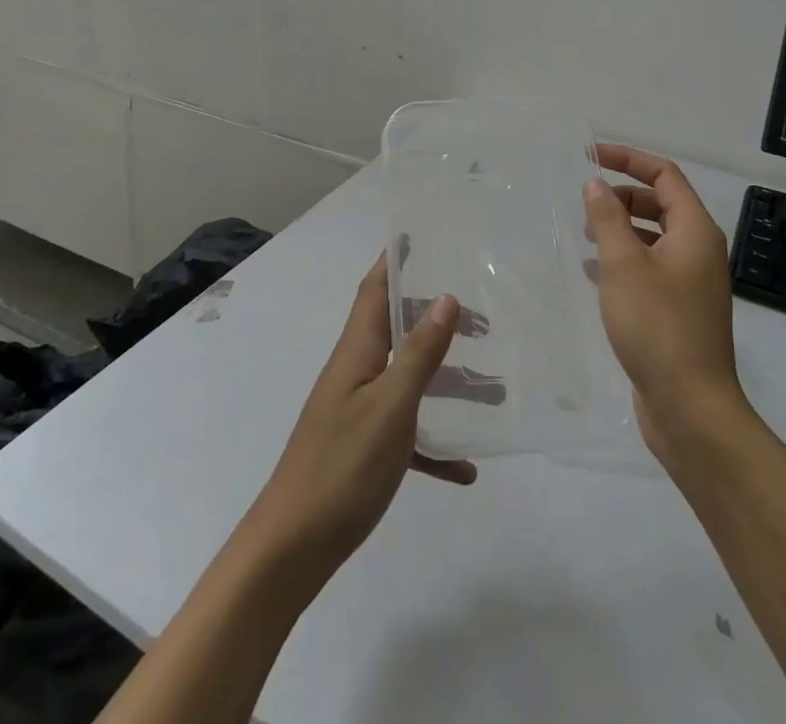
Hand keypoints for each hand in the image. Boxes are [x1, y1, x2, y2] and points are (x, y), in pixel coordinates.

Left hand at [242, 255, 474, 588]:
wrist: (293, 548)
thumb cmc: (342, 465)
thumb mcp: (390, 405)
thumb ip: (419, 353)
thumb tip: (446, 297)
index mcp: (357, 350)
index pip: (375, 289)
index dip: (395, 261)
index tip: (422, 237)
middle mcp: (356, 371)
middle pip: (398, 330)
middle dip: (435, 318)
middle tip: (482, 318)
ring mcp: (358, 411)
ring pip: (408, 381)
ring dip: (446, 380)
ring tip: (493, 387)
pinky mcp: (364, 451)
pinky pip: (407, 434)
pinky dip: (434, 443)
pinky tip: (466, 468)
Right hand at [585, 144, 751, 460]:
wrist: (691, 408)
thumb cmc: (657, 326)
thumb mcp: (624, 264)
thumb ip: (607, 218)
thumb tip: (595, 183)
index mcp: (695, 231)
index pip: (665, 175)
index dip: (629, 159)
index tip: (592, 156)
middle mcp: (699, 251)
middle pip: (661, 203)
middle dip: (623, 195)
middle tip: (585, 202)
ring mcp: (691, 283)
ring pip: (654, 237)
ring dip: (621, 228)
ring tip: (586, 235)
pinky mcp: (679, 310)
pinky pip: (650, 268)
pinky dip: (624, 259)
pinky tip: (594, 271)